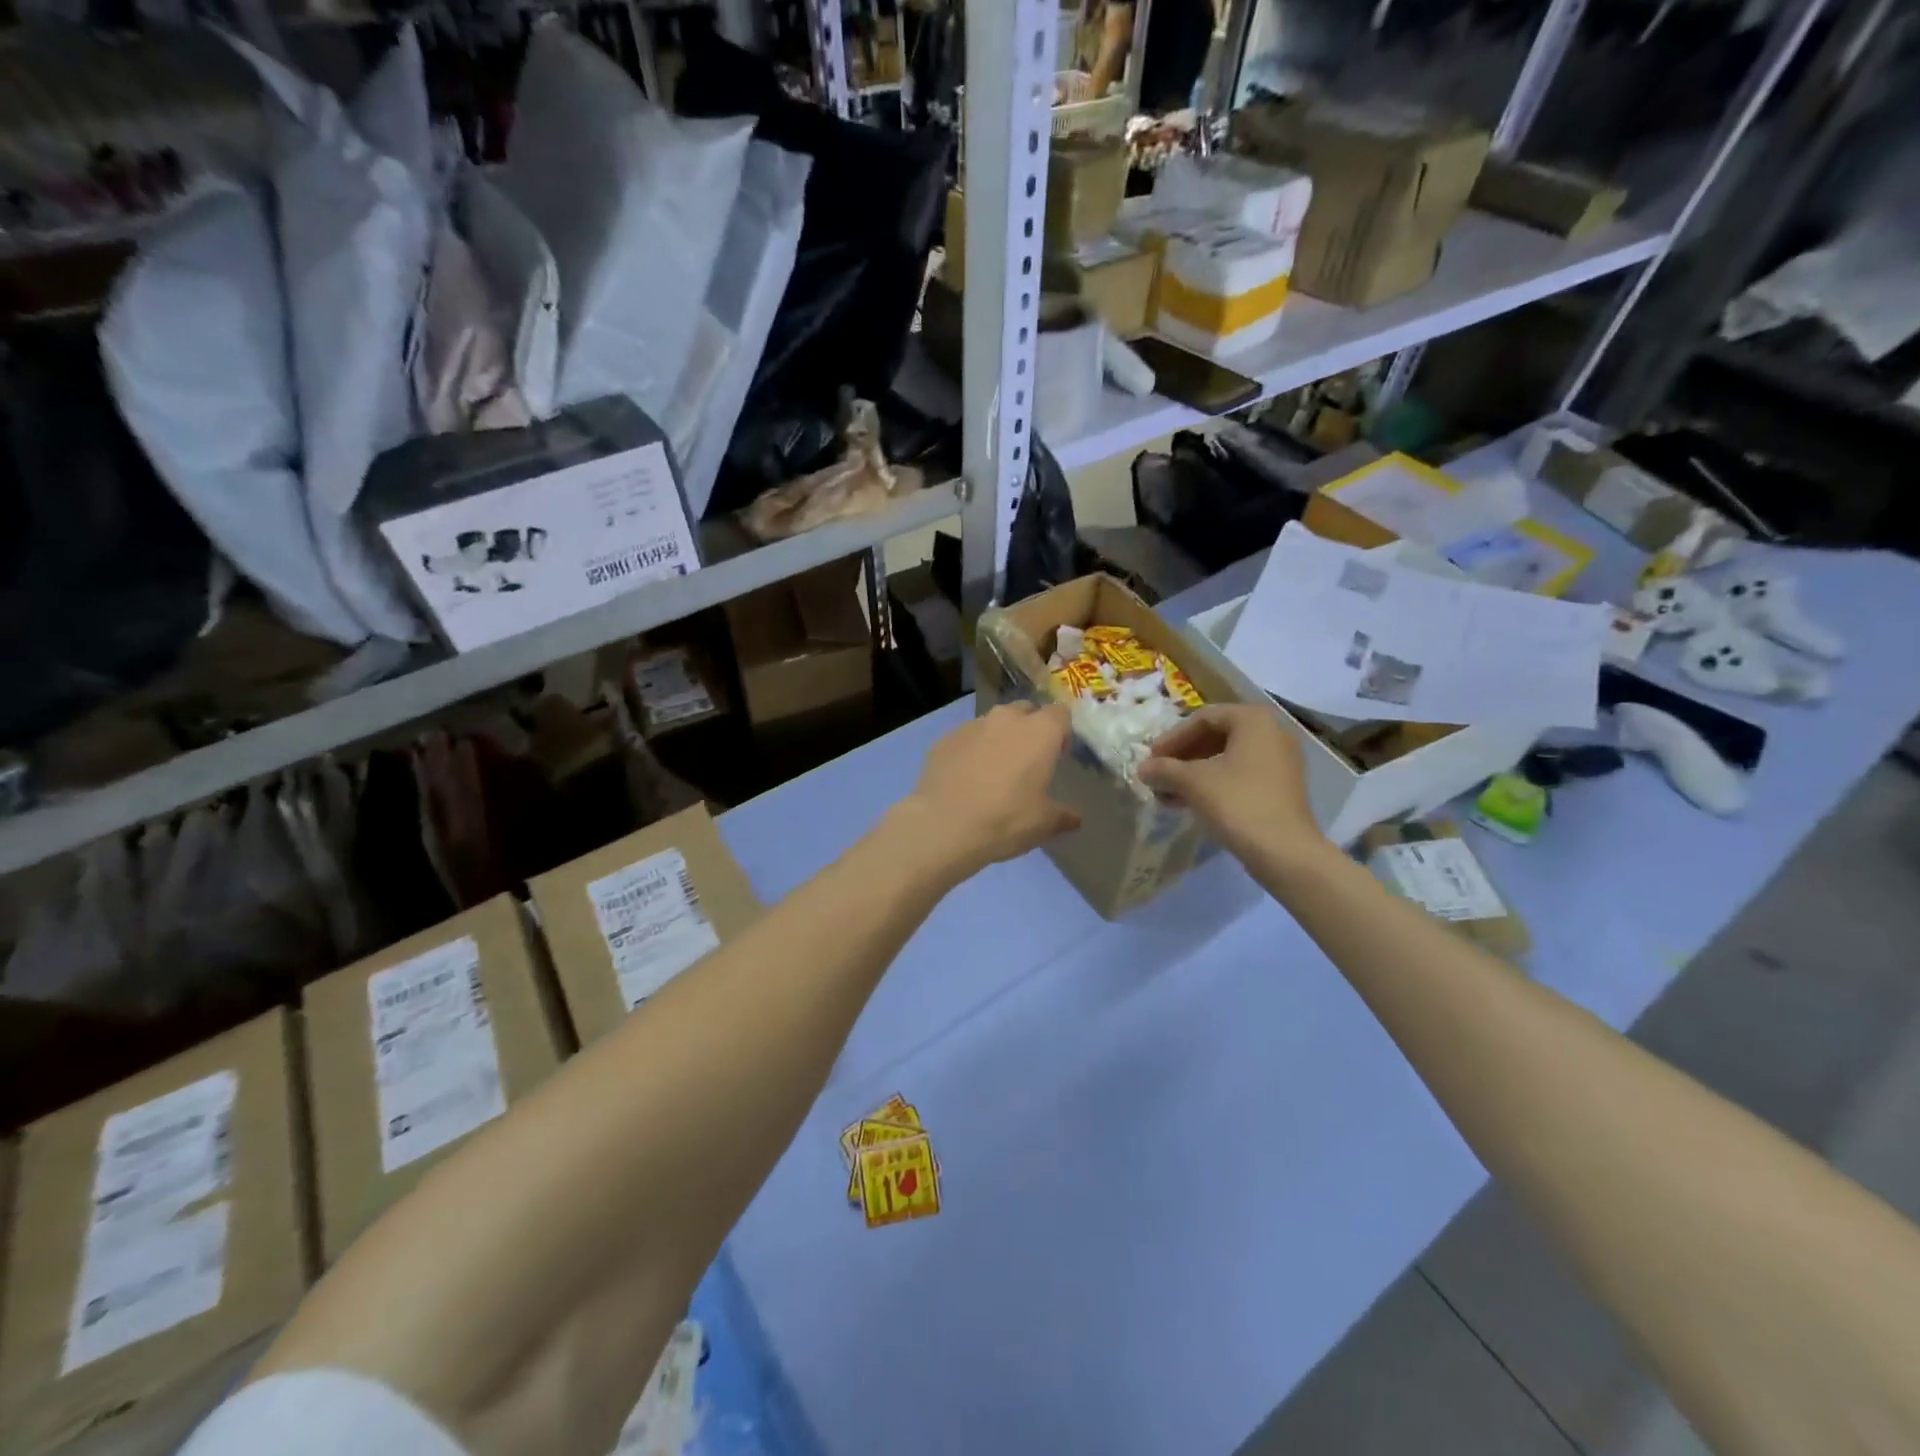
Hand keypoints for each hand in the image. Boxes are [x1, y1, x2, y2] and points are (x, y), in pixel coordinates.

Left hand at [897, 703, 1079, 878]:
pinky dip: (971, 751)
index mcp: (1039, 731)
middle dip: (1030, 729)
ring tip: (994, 772)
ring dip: (999, 739)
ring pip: (993, 723)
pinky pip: (966, 738)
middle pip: (1026, 711)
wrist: (942, 826)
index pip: (1060, 713)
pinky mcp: (944, 739)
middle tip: (1028, 762)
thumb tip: (1075, 817)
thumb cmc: (1004, 819)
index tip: (1058, 756)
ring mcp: (971, 725)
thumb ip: (1064, 815)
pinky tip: (966, 779)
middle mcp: (1006, 719)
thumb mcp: (1043, 824)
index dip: (1062, 732)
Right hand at [1136, 704, 1322, 864]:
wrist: (1284, 851)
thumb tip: (1142, 769)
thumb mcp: (1192, 782)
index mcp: (1253, 720)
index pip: (1203, 718)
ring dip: (1194, 773)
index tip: (1152, 758)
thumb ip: (1164, 769)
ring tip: (1169, 793)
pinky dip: (1214, 784)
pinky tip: (1191, 803)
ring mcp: (1281, 761)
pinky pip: (1241, 775)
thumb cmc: (1236, 802)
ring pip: (1227, 758)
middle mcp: (1273, 732)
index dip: (1172, 737)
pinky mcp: (1282, 788)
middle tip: (1160, 773)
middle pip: (1216, 736)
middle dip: (1183, 756)